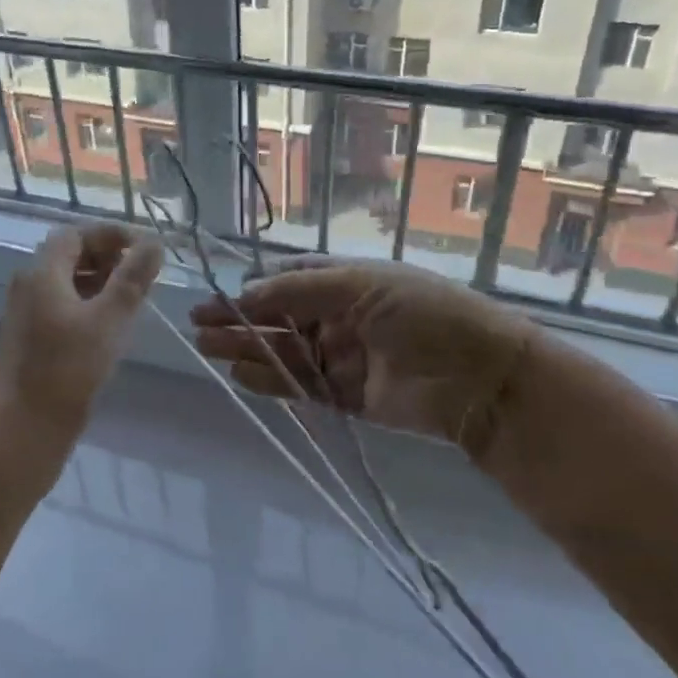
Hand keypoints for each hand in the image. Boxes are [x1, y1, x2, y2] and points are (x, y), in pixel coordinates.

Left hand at [0, 224, 162, 432]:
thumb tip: (154, 242)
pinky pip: (63, 306)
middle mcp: (30, 285)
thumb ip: (132, 279)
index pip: (75, 234)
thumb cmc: (66, 369)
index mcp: (42, 272)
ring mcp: (28, 314)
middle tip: (142, 275)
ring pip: (68, 283)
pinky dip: (89, 304)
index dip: (110, 235)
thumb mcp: (108, 319)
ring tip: (133, 301)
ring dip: (100, 282)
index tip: (143, 248)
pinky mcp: (32, 339)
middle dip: (107, 258)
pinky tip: (111, 327)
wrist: (21, 429)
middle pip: (70, 255)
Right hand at [190, 257, 542, 461]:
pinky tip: (239, 374)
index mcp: (346, 282)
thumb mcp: (361, 285)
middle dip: (239, 319)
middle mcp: (340, 316)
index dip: (254, 287)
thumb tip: (247, 292)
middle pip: (279, 317)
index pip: (289, 281)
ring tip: (205, 347)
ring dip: (246, 348)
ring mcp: (342, 357)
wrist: (480, 379)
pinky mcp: (347, 396)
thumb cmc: (422, 314)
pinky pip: (301, 386)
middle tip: (197, 323)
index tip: (220, 296)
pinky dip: (271, 381)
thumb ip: (299, 291)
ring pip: (283, 351)